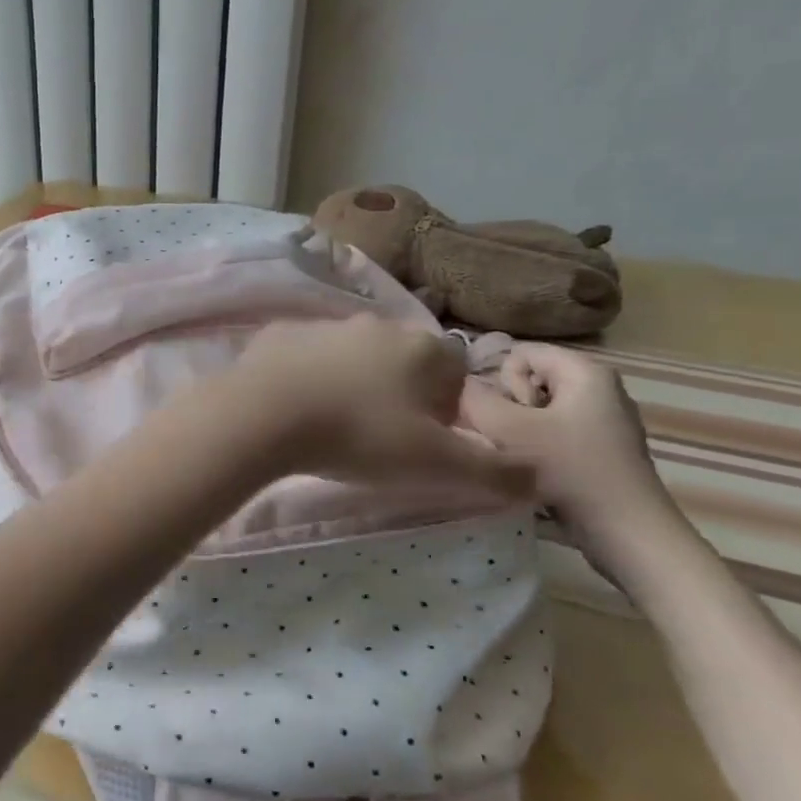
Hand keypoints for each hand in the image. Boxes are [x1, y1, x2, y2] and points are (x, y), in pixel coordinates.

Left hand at [218, 316, 532, 497]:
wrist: (265, 414)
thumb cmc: (359, 435)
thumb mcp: (435, 464)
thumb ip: (494, 472)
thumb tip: (535, 476)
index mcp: (423, 349)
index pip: (455, 374)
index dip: (447, 411)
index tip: (424, 442)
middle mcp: (377, 325)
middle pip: (405, 362)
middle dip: (401, 395)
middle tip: (378, 437)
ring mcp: (325, 324)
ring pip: (354, 355)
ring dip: (353, 383)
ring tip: (333, 425)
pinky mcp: (280, 333)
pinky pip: (307, 355)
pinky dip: (308, 376)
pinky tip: (295, 407)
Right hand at [461, 343, 667, 531]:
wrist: (628, 533)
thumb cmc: (571, 470)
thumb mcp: (509, 430)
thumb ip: (475, 401)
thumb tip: (459, 387)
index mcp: (585, 371)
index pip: (520, 353)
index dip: (501, 381)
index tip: (511, 417)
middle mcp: (599, 388)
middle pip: (529, 380)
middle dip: (510, 408)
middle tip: (515, 441)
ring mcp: (604, 420)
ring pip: (538, 410)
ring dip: (520, 433)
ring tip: (522, 461)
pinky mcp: (603, 450)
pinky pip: (555, 433)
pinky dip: (539, 450)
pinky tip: (539, 474)